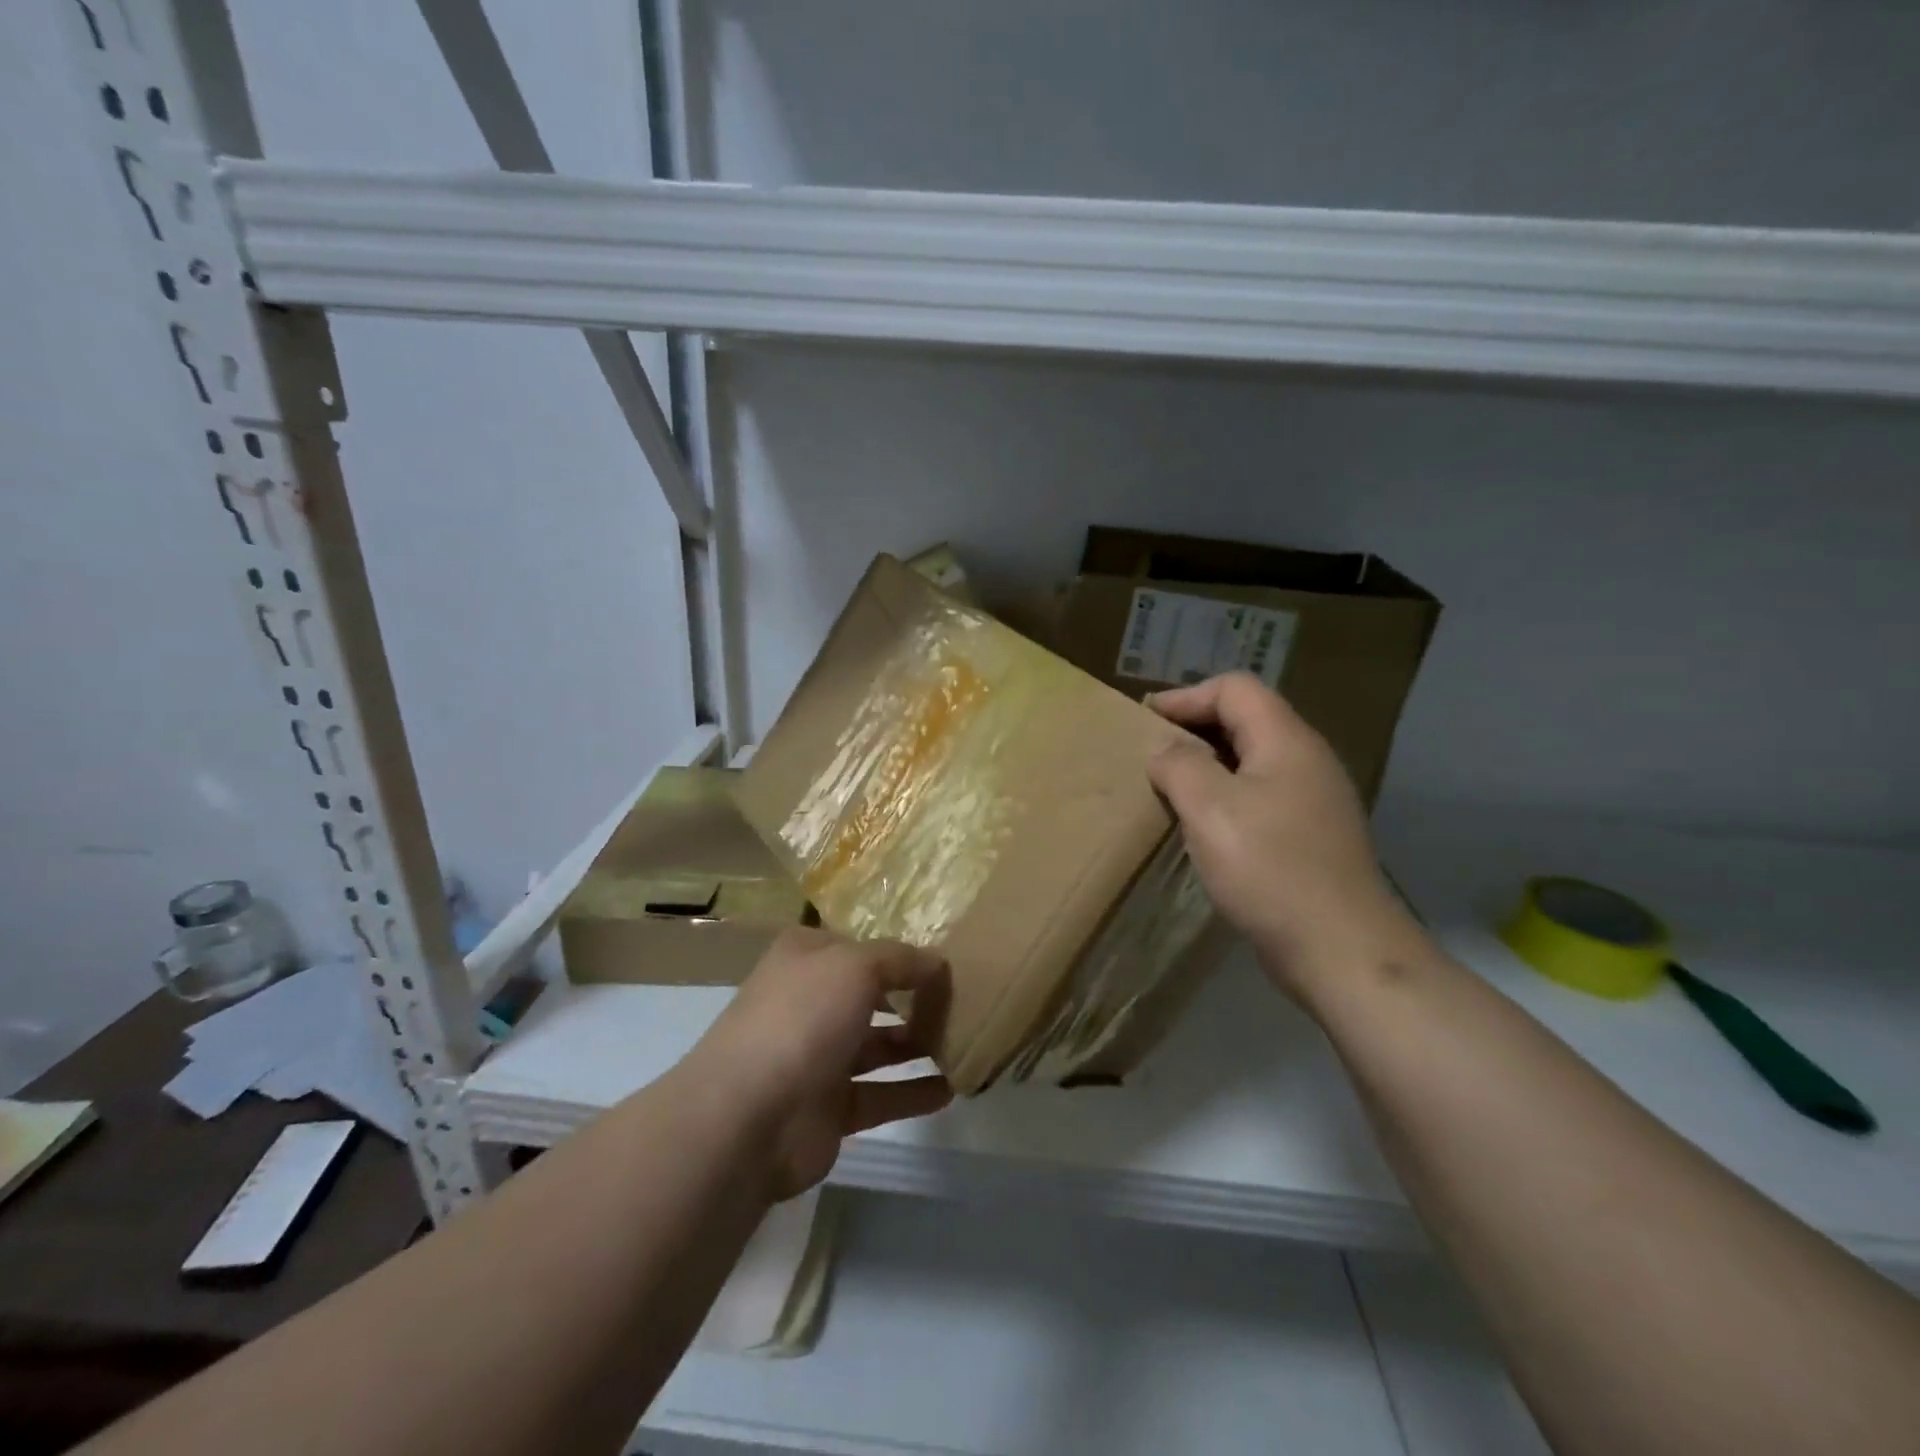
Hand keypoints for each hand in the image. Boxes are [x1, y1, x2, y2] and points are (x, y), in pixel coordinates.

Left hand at [688, 928, 952, 1201]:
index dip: (896, 951)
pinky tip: (951, 1089)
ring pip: (876, 1046)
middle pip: (869, 995)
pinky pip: (880, 1096)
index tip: (940, 959)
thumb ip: (902, 959)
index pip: (856, 945)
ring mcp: (816, 1057)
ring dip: (916, 1044)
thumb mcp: (857, 966)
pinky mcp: (828, 1108)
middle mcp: (809, 1002)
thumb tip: (937, 963)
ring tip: (963, 1041)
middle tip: (960, 1001)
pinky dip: (912, 1092)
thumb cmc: (803, 1018)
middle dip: (912, 998)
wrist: (749, 1117)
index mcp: (805, 958)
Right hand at [1146, 672, 1428, 1001]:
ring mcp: (1313, 799)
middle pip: (1246, 719)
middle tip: (1151, 751)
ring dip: (1207, 765)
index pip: (1235, 689)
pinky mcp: (1311, 835)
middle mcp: (1307, 760)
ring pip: (1252, 760)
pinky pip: (1260, 796)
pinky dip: (1225, 796)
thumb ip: (1179, 765)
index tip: (1144, 719)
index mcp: (1286, 741)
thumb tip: (1165, 750)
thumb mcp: (1210, 808)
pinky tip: (1202, 826)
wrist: (1339, 948)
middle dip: (1194, 728)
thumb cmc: (1269, 868)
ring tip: (1169, 787)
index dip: (1186, 696)